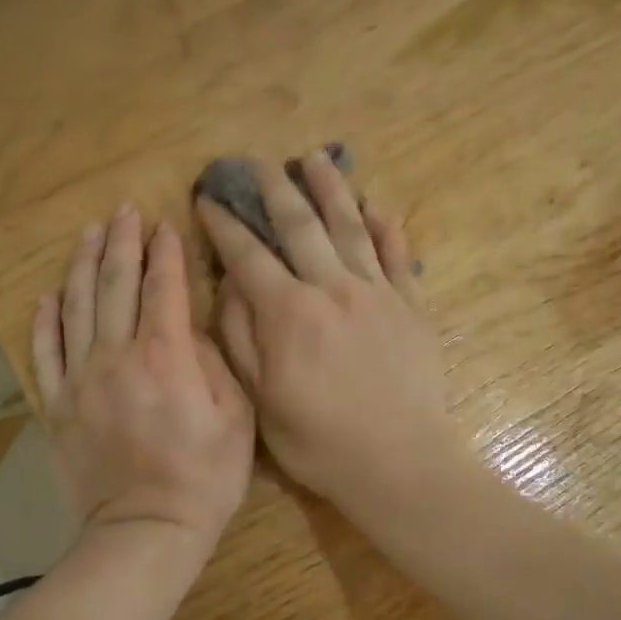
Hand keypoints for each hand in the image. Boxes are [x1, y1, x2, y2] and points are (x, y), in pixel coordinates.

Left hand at [33, 206, 255, 559]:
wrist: (145, 531)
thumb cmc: (204, 477)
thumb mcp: (236, 418)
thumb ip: (216, 363)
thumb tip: (194, 328)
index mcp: (165, 355)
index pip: (164, 287)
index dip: (166, 252)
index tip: (165, 224)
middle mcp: (117, 356)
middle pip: (116, 285)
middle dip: (123, 243)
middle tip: (124, 212)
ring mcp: (80, 380)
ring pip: (77, 308)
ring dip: (84, 265)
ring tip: (90, 234)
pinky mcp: (57, 406)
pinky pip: (45, 353)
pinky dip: (46, 320)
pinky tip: (49, 295)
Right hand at [195, 152, 462, 521]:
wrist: (399, 461)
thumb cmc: (320, 440)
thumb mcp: (261, 400)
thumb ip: (241, 338)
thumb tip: (231, 286)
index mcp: (289, 312)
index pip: (248, 255)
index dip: (224, 224)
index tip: (208, 198)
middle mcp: (333, 287)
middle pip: (300, 225)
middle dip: (275, 189)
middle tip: (260, 162)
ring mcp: (378, 292)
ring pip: (351, 227)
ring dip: (331, 189)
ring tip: (317, 159)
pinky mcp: (412, 305)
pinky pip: (398, 255)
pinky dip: (386, 228)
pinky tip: (377, 207)